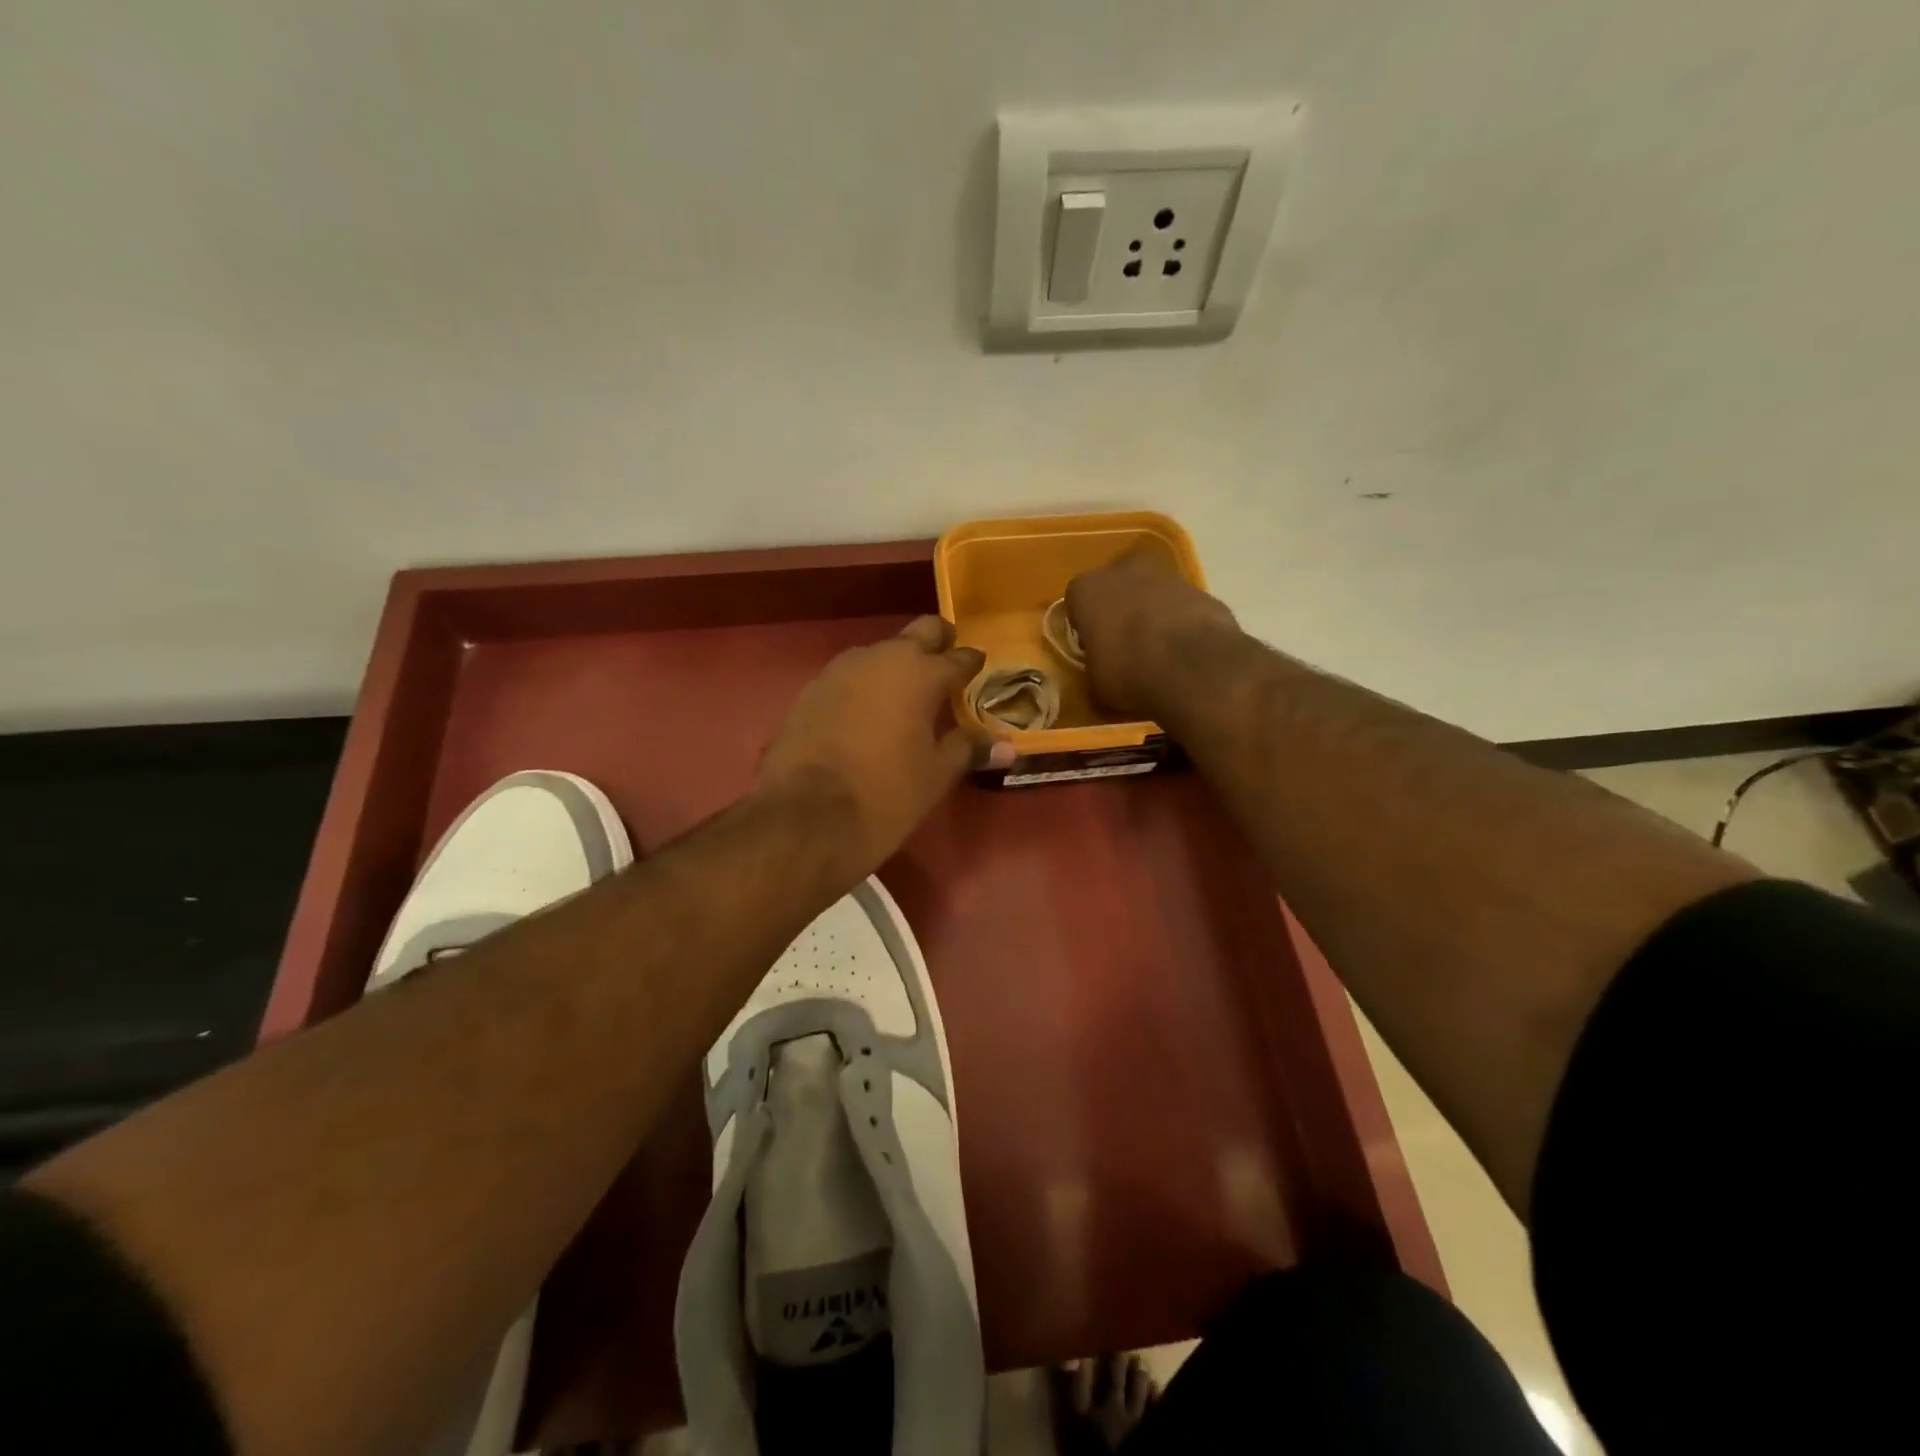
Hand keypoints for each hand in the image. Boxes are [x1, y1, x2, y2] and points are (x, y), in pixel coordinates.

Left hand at [758, 616, 1013, 875]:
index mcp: (921, 673)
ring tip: (905, 696)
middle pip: (919, 633)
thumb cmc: (886, 794)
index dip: (972, 664)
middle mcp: (881, 658)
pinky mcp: (810, 690)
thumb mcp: (936, 775)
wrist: (804, 818)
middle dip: (937, 644)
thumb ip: (969, 749)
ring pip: (879, 653)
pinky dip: (864, 687)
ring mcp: (840, 670)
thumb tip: (1009, 745)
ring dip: (896, 666)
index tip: (978, 671)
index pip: (959, 657)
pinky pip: (849, 677)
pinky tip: (866, 714)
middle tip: (946, 667)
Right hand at [1064, 547, 1239, 718]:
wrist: (1193, 666)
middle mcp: (1122, 570)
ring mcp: (1165, 575)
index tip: (1094, 646)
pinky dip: (1179, 620)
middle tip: (1125, 642)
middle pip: (1116, 586)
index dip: (1085, 623)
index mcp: (1087, 588)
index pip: (1077, 600)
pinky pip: (1179, 604)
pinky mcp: (1199, 588)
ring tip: (1159, 649)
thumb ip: (1095, 660)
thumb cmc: (1128, 672)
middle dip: (1119, 608)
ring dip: (1151, 612)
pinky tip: (1185, 649)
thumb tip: (1103, 662)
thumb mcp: (1096, 679)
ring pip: (1150, 591)